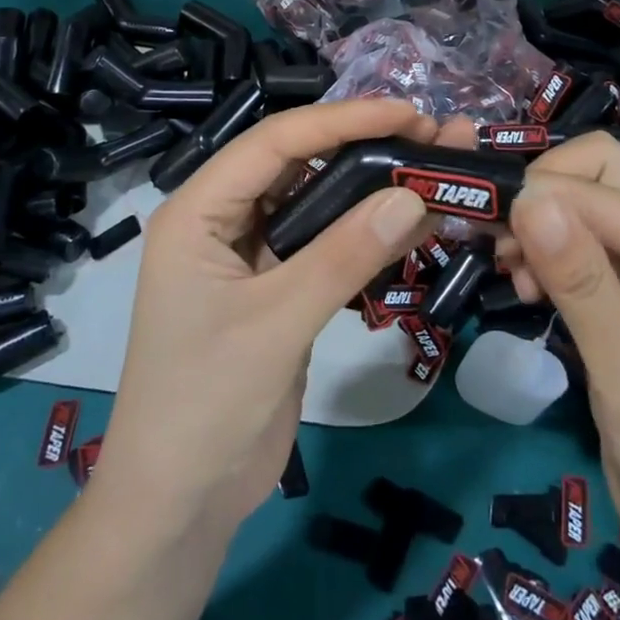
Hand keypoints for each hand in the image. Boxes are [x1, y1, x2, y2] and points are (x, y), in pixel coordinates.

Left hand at [93, 100, 440, 531]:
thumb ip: (343, 256)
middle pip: (300, 163)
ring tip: (439, 171)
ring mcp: (253, 253)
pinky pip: (328, 243)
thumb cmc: (205, 407)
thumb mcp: (276, 324)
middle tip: (436, 137)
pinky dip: (369, 233)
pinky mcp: (279, 286)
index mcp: (199, 210)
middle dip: (367, 147)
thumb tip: (413, 195)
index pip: (275, 142)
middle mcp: (223, 219)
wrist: (180, 506)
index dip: (343, 119)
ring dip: (375, 188)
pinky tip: (417, 224)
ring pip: (320, 201)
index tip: (408, 113)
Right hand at [506, 133, 619, 577]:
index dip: (543, 192)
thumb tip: (528, 196)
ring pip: (589, 215)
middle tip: (498, 237)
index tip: (483, 222)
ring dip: (544, 227)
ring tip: (508, 271)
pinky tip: (527, 290)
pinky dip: (551, 259)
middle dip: (545, 194)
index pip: (605, 187)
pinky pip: (587, 256)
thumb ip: (579, 278)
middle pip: (603, 181)